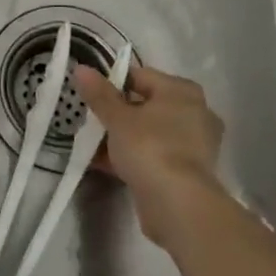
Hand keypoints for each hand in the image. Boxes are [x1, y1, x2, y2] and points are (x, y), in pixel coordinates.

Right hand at [73, 61, 224, 251]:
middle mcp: (194, 112)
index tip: (90, 96)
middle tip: (92, 119)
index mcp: (182, 91)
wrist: (179, 206)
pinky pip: (155, 155)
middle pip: (146, 105)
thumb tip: (81, 69)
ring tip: (93, 143)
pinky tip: (105, 164)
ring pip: (150, 132)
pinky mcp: (189, 172)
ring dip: (123, 137)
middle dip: (118, 113)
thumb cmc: (149, 148)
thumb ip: (99, 93)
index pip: (140, 76)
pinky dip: (134, 157)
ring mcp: (195, 144)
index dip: (112, 83)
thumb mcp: (117, 117)